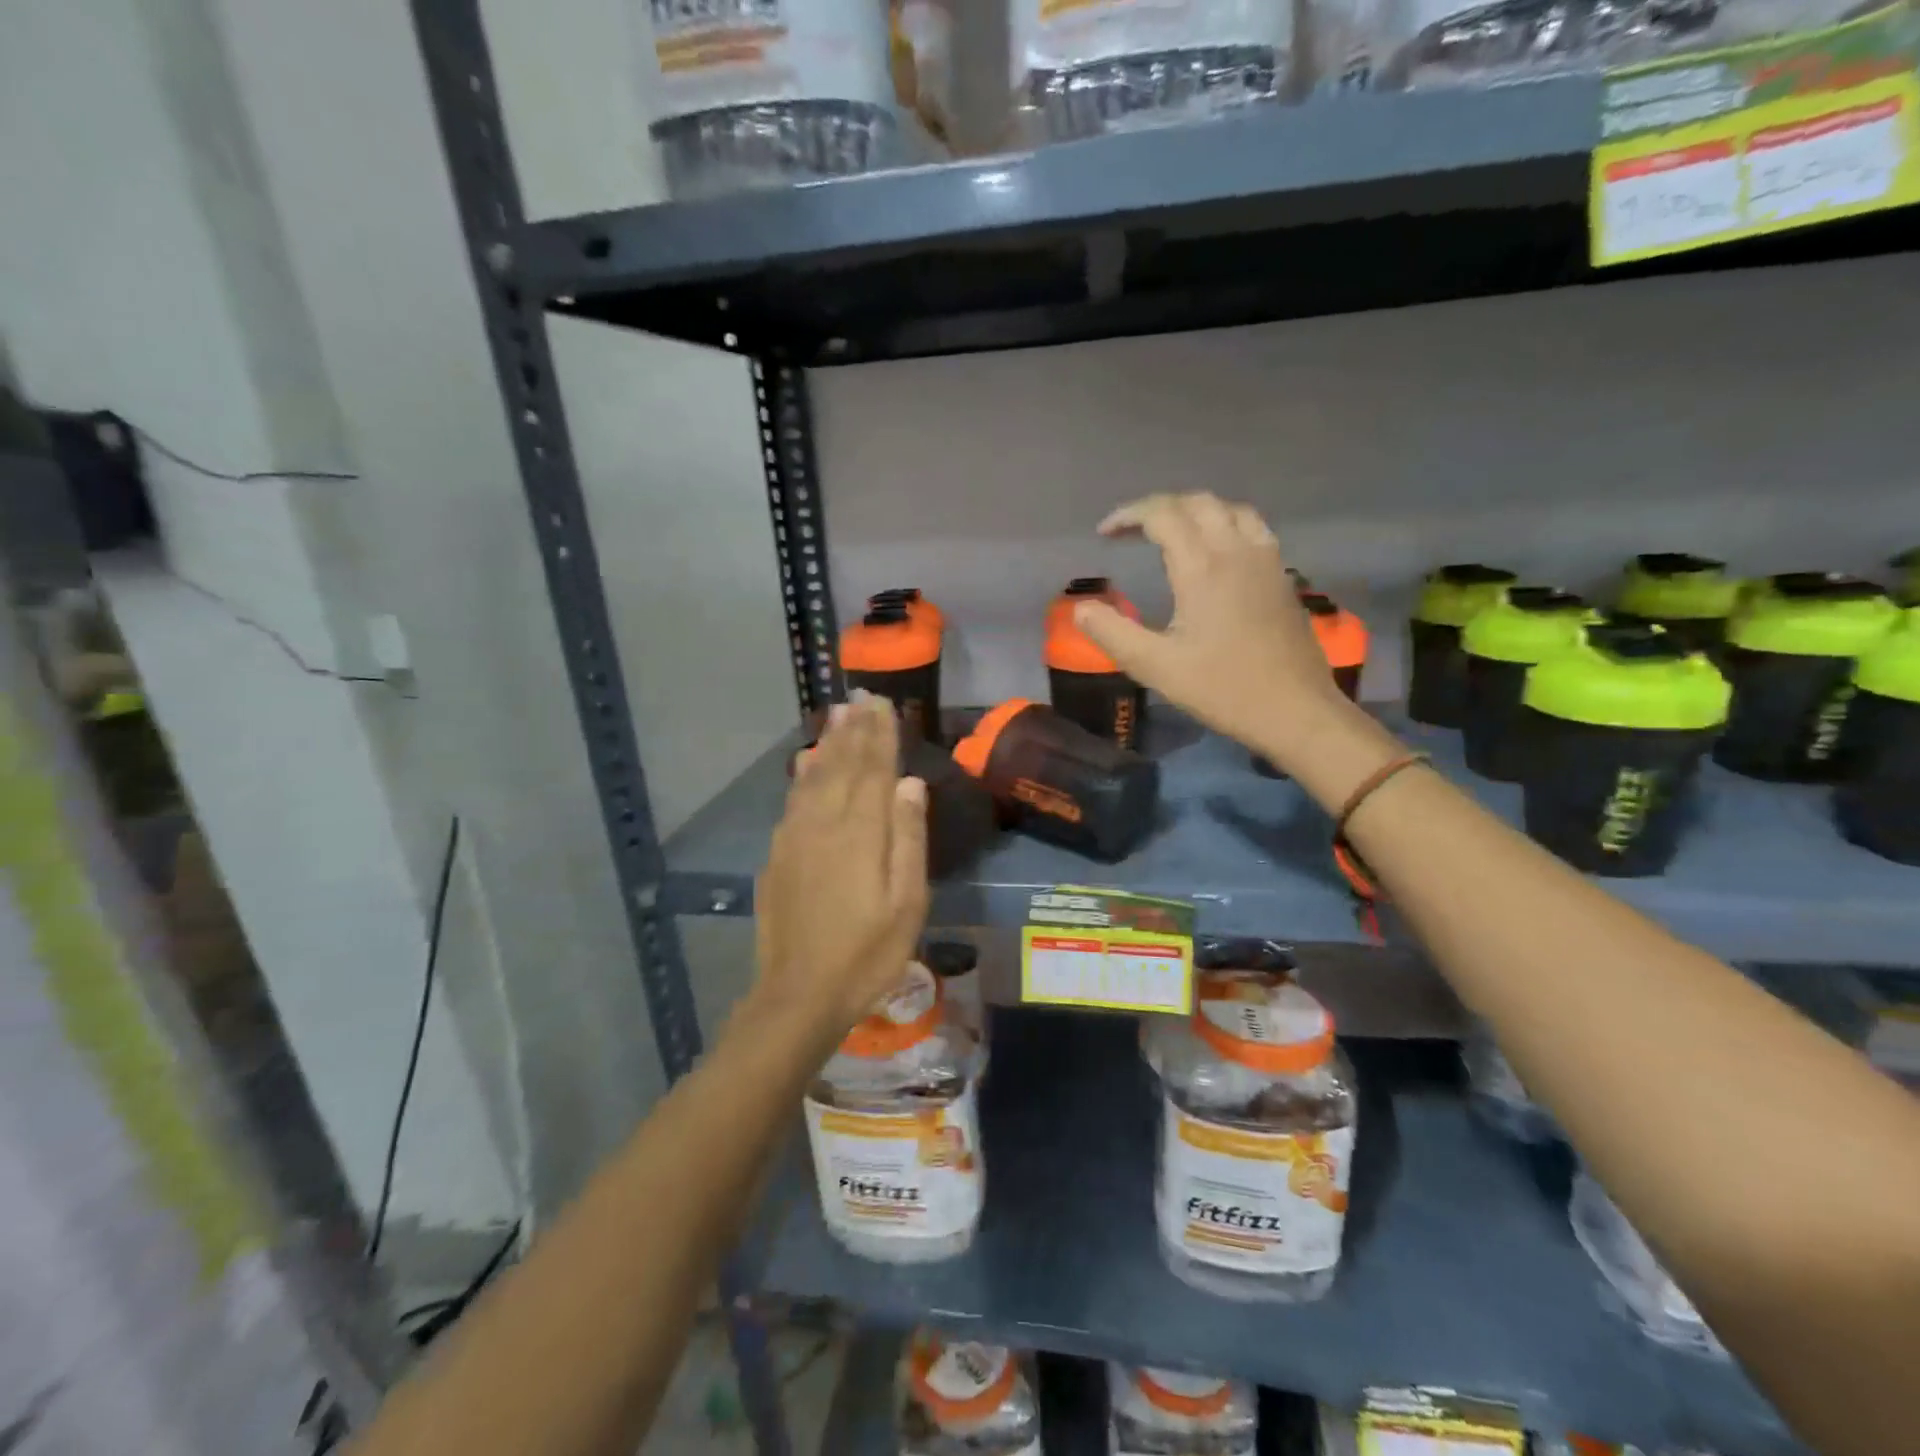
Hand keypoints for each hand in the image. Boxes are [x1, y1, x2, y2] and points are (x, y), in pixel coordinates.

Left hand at [750, 695, 930, 1038]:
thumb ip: (908, 839)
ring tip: (837, 715)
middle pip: (842, 765)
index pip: (873, 770)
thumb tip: (910, 784)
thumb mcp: (906, 903)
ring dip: (828, 743)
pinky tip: (806, 763)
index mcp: (861, 833)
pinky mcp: (778, 855)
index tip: (884, 705)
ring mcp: (795, 838)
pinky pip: (793, 800)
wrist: (799, 994)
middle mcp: (824, 823)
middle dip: (854, 730)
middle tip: (862, 698)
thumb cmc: (867, 954)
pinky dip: (802, 775)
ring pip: (814, 777)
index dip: (880, 735)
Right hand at [1074, 492, 1362, 770]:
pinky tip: (1217, 551)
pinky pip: (1252, 527)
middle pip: (1197, 503)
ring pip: (1230, 509)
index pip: (1163, 515)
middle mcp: (1237, 551)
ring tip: (1172, 533)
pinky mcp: (1283, 576)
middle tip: (1132, 531)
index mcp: (1203, 567)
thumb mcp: (1156, 667)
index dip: (1129, 516)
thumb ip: (1113, 634)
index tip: (1104, 534)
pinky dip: (1225, 523)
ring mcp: (1266, 560)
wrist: (1296, 710)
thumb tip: (1080, 609)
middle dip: (1159, 508)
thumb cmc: (1223, 689)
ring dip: (1195, 510)